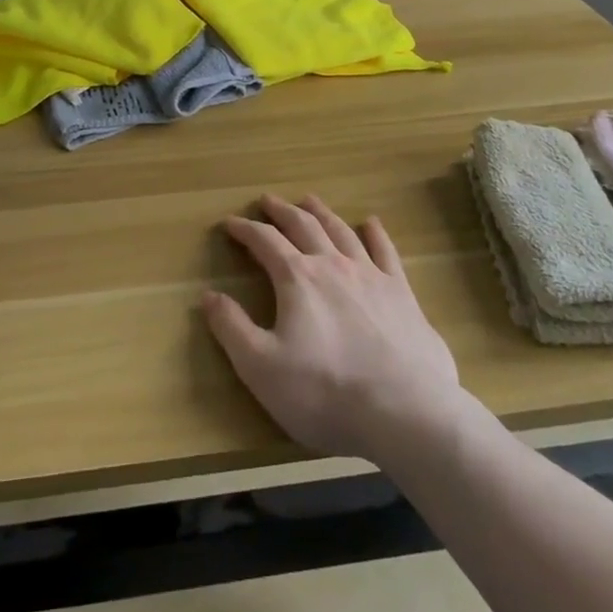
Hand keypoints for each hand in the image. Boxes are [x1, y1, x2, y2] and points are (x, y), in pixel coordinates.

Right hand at [203, 194, 461, 461]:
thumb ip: (232, 329)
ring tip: (309, 200)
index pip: (264, 241)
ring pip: (340, 231)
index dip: (244, 229)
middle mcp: (332, 265)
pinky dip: (375, 234)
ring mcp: (370, 275)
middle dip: (281, 211)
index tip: (230, 222)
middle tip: (267, 200)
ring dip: (321, 213)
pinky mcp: (402, 292)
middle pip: (303, 226)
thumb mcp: (262, 368)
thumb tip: (208, 295)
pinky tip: (371, 223)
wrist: (405, 411)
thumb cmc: (325, 392)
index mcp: (297, 279)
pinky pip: (385, 252)